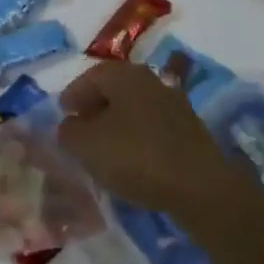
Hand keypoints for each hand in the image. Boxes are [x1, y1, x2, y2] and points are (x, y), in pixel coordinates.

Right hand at [56, 61, 237, 221]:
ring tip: (103, 147)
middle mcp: (150, 81)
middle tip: (80, 127)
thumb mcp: (87, 145)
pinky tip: (131, 159)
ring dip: (117, 123)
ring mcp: (174, 104)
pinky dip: (136, 137)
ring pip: (134, 108)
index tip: (63, 113)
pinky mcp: (189, 131)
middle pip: (114, 90)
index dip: (73, 94)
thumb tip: (69, 125)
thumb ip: (69, 131)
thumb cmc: (137, 156)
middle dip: (95, 107)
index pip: (91, 76)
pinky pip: (152, 127)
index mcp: (125, 75)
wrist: (200, 188)